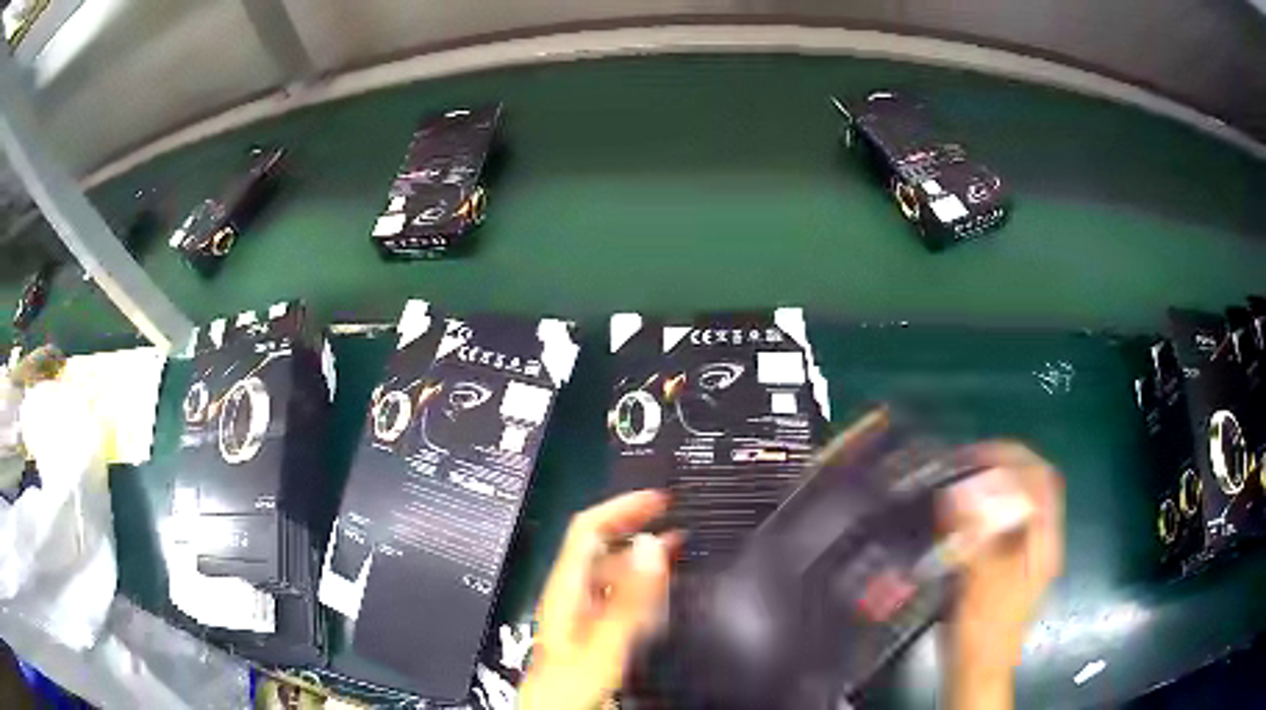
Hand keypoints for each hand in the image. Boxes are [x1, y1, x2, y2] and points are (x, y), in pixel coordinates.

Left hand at [520, 490, 678, 709]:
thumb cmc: (567, 686)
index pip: (588, 528)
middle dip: (636, 524)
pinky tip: (658, 588)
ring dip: (642, 552)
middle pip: (601, 544)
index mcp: (567, 588)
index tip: (656, 498)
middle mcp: (572, 594)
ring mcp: (582, 611)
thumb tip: (650, 548)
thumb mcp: (604, 641)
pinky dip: (642, 581)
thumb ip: (629, 598)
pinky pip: (619, 592)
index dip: (621, 506)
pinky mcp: (593, 628)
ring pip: (612, 568)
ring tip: (672, 545)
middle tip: (670, 514)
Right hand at [941, 443, 1063, 709]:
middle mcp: (1038, 539)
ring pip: (1015, 501)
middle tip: (965, 463)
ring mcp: (1023, 552)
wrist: (978, 668)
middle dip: (1001, 466)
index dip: (1012, 457)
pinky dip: (982, 508)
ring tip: (961, 481)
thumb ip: (979, 536)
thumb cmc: (985, 630)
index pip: (1039, 479)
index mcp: (1042, 541)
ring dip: (992, 484)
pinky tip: (960, 516)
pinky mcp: (1005, 564)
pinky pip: (999, 521)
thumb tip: (961, 491)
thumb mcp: (984, 583)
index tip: (976, 453)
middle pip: (1030, 485)